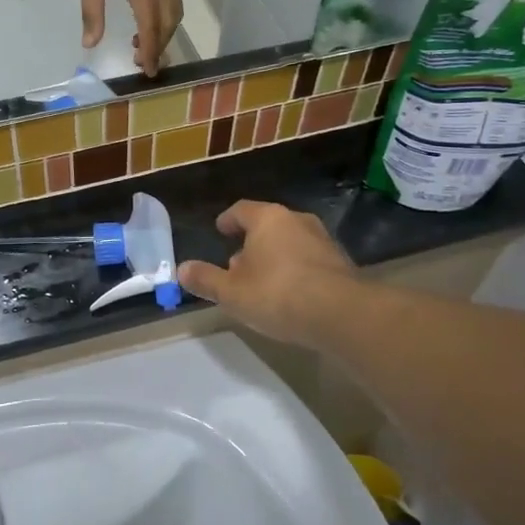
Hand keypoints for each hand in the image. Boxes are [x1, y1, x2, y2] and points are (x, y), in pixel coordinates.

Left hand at [79, 0, 182, 77]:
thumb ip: (92, 12)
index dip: (151, 49)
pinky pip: (174, 1)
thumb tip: (90, 44)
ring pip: (175, 12)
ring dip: (163, 33)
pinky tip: (147, 24)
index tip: (148, 70)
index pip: (151, 22)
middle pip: (169, 21)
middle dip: (159, 45)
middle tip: (142, 63)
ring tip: (143, 48)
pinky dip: (165, 19)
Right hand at [178, 201, 360, 349]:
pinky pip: (309, 260)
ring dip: (274, 256)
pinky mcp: (341, 263)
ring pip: (290, 242)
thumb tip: (181, 269)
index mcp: (267, 219)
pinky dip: (296, 270)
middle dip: (251, 242)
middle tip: (236, 263)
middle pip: (268, 225)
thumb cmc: (278, 295)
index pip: (241, 210)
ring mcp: (323, 240)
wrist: (343, 314)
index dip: (228, 220)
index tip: (220, 229)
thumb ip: (206, 280)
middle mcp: (296, 221)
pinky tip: (290, 294)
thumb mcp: (232, 292)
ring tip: (262, 281)